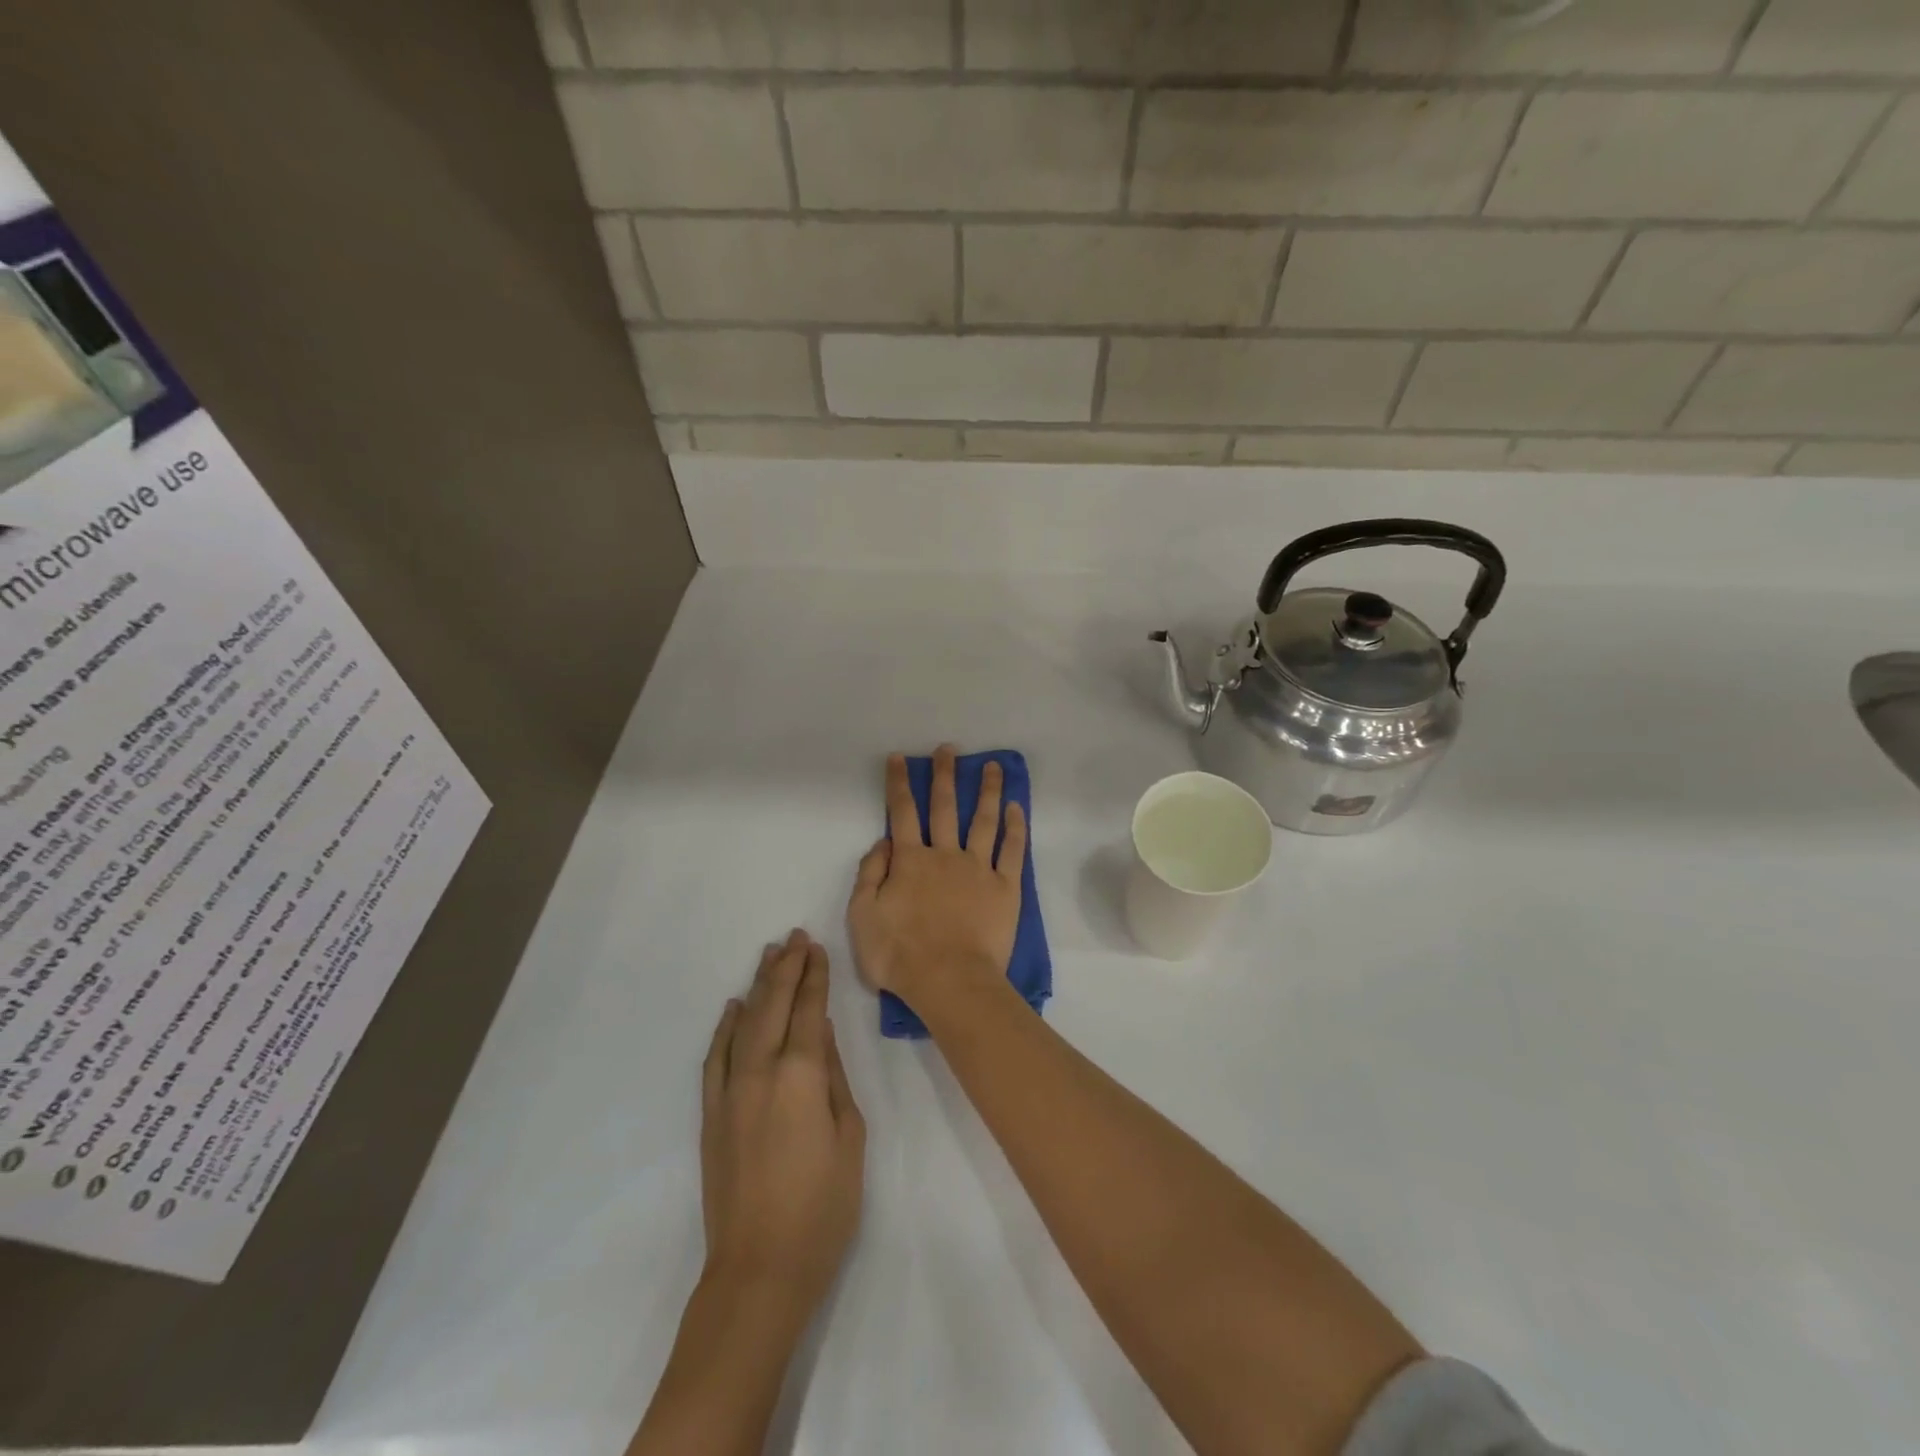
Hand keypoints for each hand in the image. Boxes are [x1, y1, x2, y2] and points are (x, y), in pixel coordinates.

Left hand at [700, 931, 865, 1315]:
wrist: (760, 1269)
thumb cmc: (823, 1206)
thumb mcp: (849, 1136)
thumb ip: (834, 1077)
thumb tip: (820, 1032)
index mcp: (801, 1076)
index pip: (807, 1010)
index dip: (813, 976)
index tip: (816, 947)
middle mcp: (760, 1072)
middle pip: (773, 1006)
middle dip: (786, 968)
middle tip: (794, 937)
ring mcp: (730, 1093)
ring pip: (743, 1024)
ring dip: (758, 987)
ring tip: (769, 956)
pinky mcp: (711, 1115)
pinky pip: (715, 1058)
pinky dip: (724, 1028)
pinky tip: (733, 1007)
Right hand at [846, 745, 1027, 1009]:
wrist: (949, 980)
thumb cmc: (900, 954)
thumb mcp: (862, 916)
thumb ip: (869, 875)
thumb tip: (883, 843)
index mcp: (910, 861)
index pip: (902, 813)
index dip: (899, 783)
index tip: (900, 758)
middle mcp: (945, 855)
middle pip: (944, 807)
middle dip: (944, 775)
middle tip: (949, 750)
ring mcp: (978, 868)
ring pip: (983, 820)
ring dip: (987, 791)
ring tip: (992, 766)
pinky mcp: (1005, 887)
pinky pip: (1012, 851)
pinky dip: (1015, 827)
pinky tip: (1016, 807)